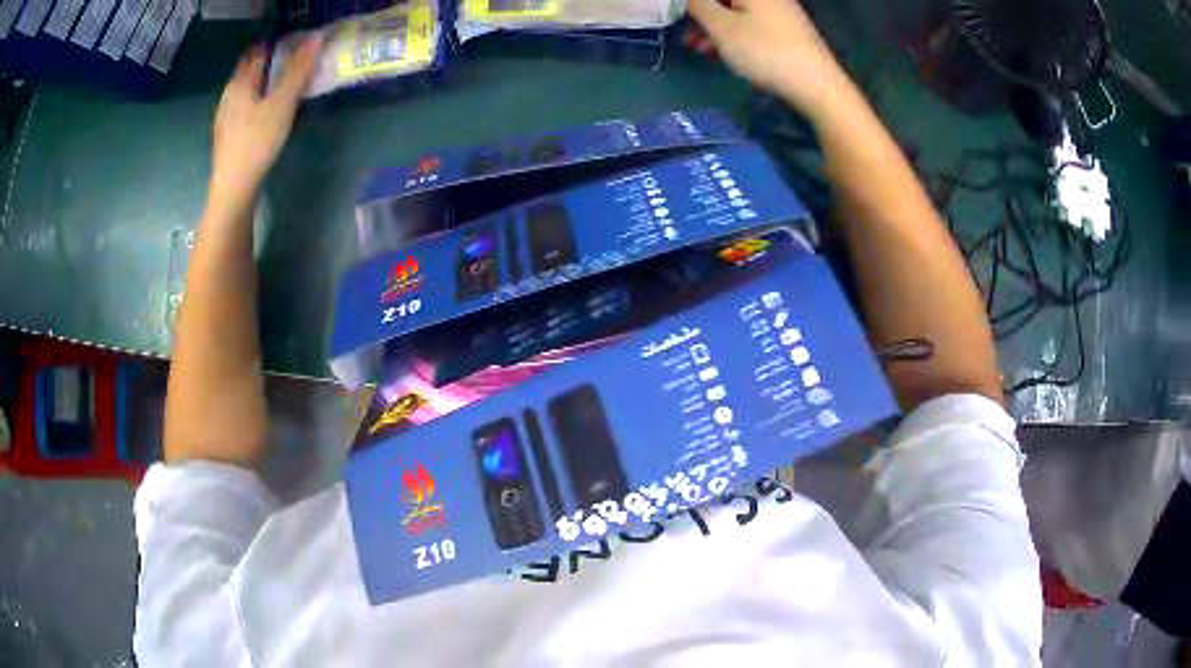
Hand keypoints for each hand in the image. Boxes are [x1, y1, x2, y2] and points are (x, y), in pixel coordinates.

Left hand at [209, 37, 320, 209]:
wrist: (233, 190)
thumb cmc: (257, 142)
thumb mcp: (282, 103)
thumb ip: (299, 70)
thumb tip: (316, 37)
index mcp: (239, 83)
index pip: (256, 51)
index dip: (275, 44)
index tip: (295, 44)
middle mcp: (228, 95)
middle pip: (249, 70)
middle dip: (269, 63)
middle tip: (294, 64)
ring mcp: (225, 117)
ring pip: (245, 90)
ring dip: (263, 84)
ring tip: (284, 88)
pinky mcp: (226, 136)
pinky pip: (243, 108)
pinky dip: (257, 102)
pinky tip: (266, 114)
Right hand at [687, 0, 848, 118]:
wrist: (817, 85)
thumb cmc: (764, 50)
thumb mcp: (721, 27)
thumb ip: (698, 5)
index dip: (695, 4)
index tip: (682, 17)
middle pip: (727, 0)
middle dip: (702, 14)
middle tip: (687, 35)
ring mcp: (781, 13)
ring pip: (737, 13)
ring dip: (714, 28)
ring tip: (699, 49)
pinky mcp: (788, 32)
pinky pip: (752, 26)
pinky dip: (734, 35)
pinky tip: (723, 53)